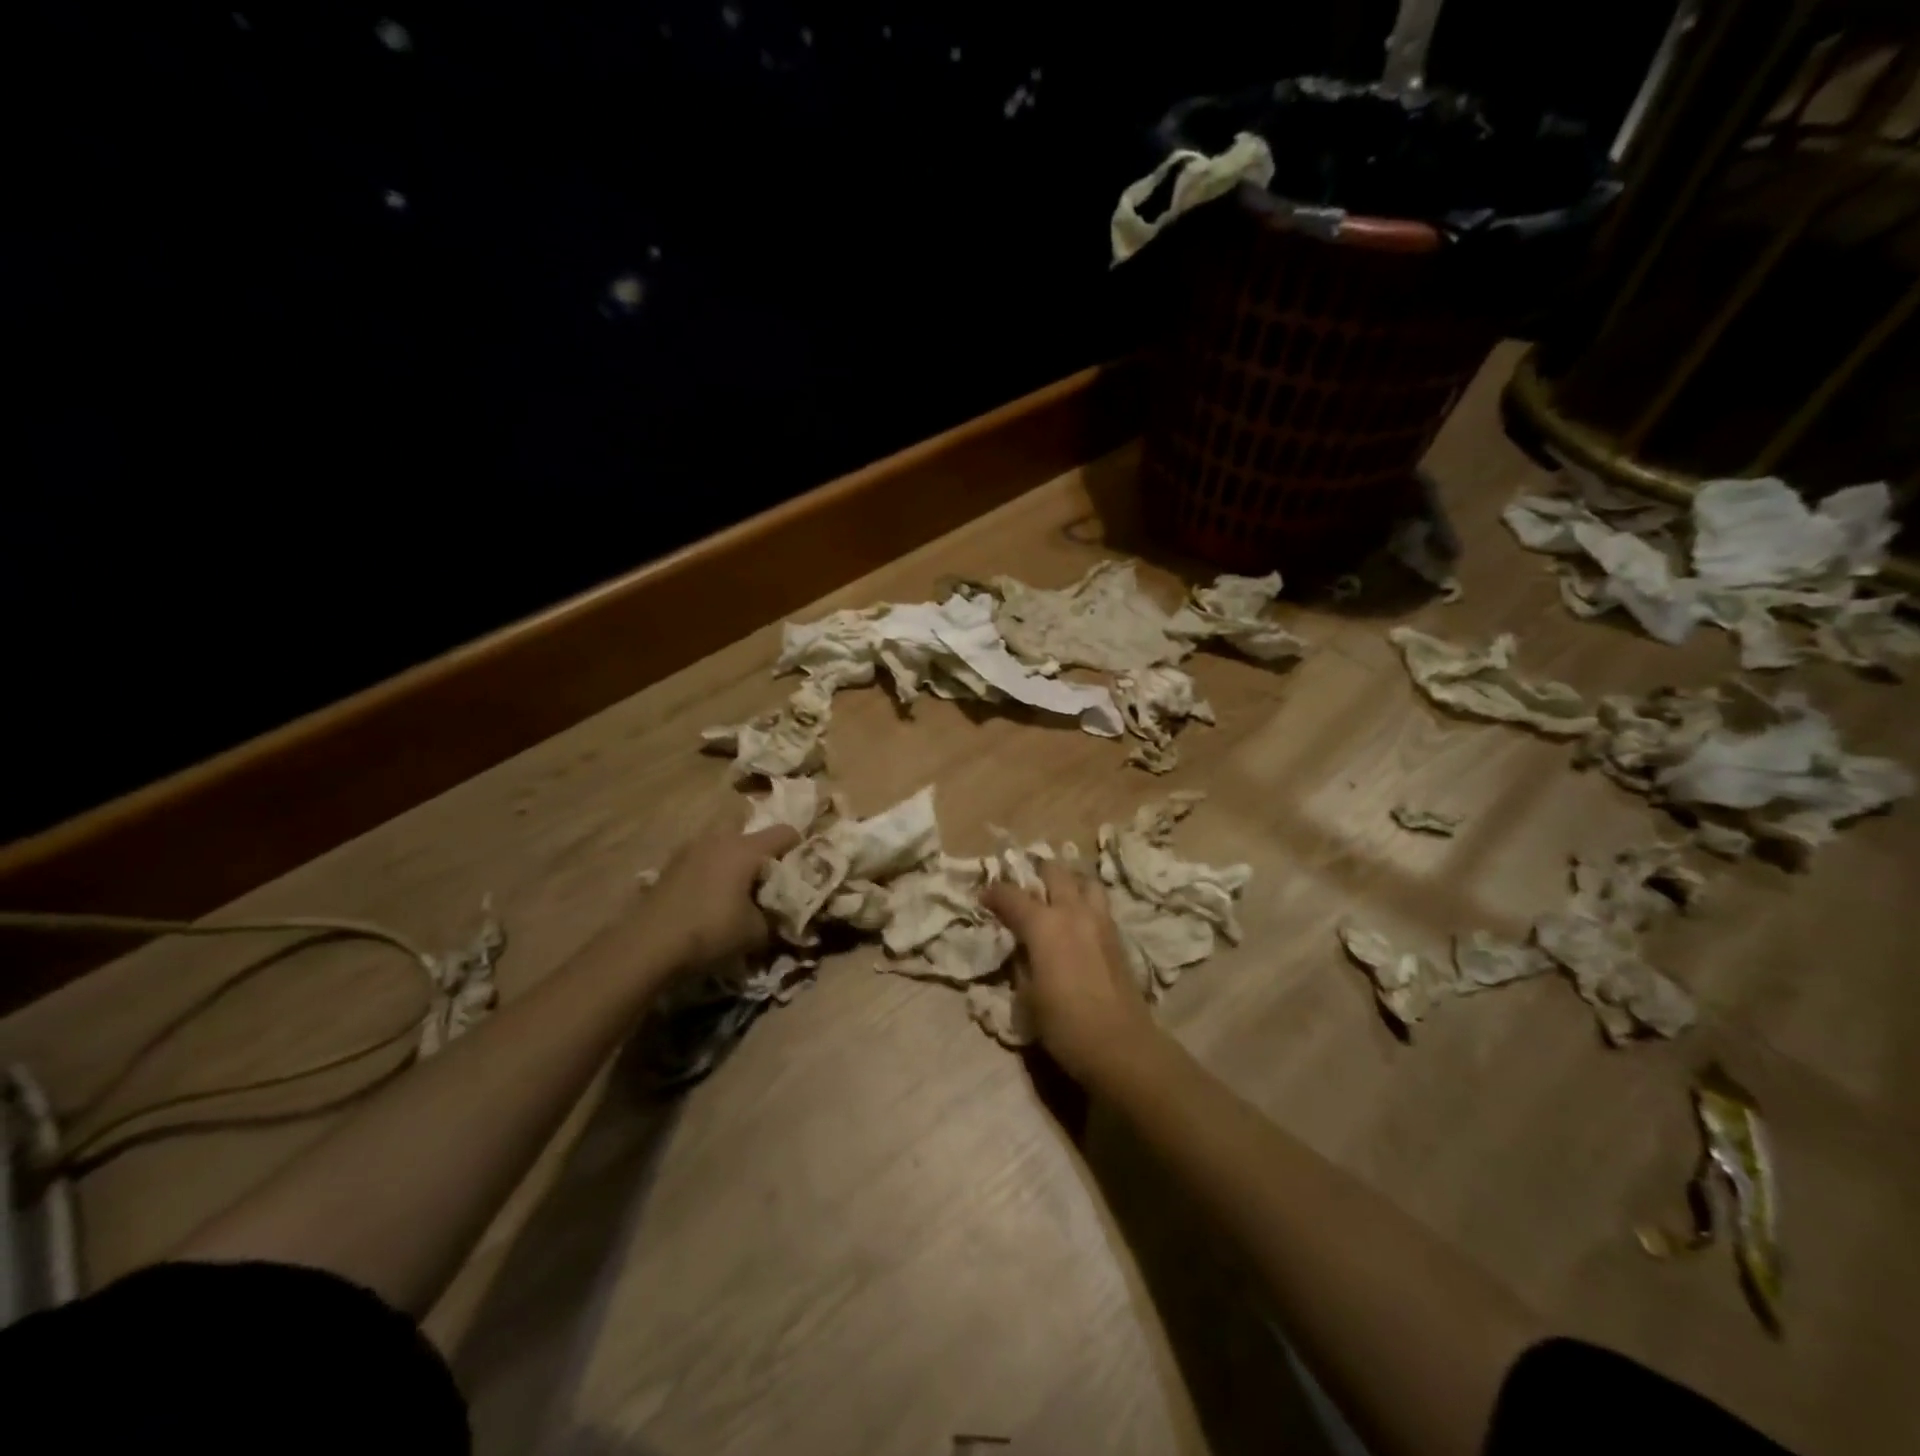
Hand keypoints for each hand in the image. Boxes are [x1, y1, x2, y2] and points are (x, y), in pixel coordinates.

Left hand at [642, 815, 800, 969]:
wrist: (649, 945)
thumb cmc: (711, 931)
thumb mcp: (756, 932)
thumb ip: (774, 918)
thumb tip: (780, 915)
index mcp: (746, 848)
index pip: (785, 832)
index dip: (800, 845)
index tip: (804, 865)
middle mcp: (719, 838)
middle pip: (747, 822)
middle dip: (760, 841)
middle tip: (767, 868)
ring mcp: (690, 848)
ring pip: (720, 838)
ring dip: (731, 852)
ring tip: (737, 881)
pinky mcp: (670, 865)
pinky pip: (700, 855)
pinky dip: (710, 866)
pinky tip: (709, 892)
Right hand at [983, 861, 1158, 1082]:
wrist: (1121, 1045)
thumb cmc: (1064, 1024)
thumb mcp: (1027, 996)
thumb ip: (1020, 963)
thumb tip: (1020, 949)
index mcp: (1043, 925)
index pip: (1012, 895)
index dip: (994, 893)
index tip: (983, 898)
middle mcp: (1073, 911)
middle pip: (1054, 872)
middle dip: (1035, 873)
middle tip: (1024, 888)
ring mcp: (1100, 920)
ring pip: (1085, 881)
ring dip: (1068, 882)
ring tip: (1057, 897)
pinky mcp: (1118, 936)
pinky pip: (1099, 904)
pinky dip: (1085, 902)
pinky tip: (1078, 922)